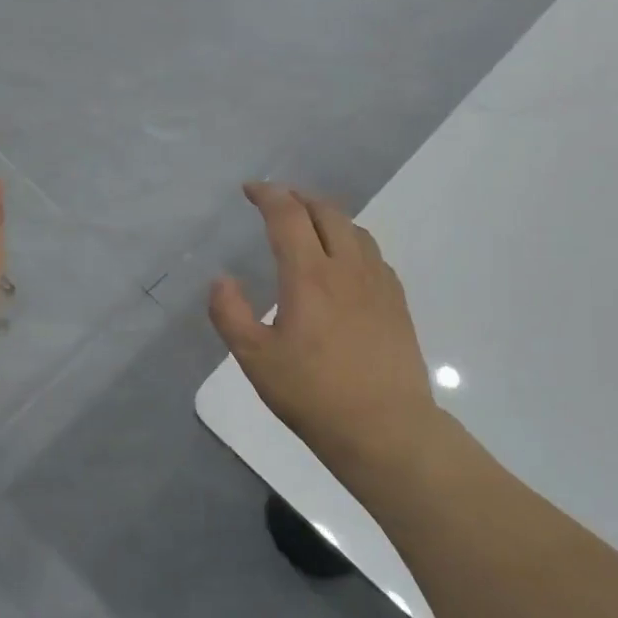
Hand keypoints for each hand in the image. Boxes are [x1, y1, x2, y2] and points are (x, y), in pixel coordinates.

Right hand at [209, 183, 439, 477]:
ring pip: (354, 229)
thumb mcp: (255, 359)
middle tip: (277, 200)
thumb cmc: (313, 394)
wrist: (385, 428)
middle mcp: (347, 267)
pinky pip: (373, 254)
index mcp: (309, 276)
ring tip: (310, 222)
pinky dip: (352, 240)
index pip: (288, 215)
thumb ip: (230, 314)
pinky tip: (345, 260)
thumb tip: (221, 279)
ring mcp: (378, 283)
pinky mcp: (397, 301)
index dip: (268, 194)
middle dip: (298, 197)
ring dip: (327, 215)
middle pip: (325, 212)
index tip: (250, 189)